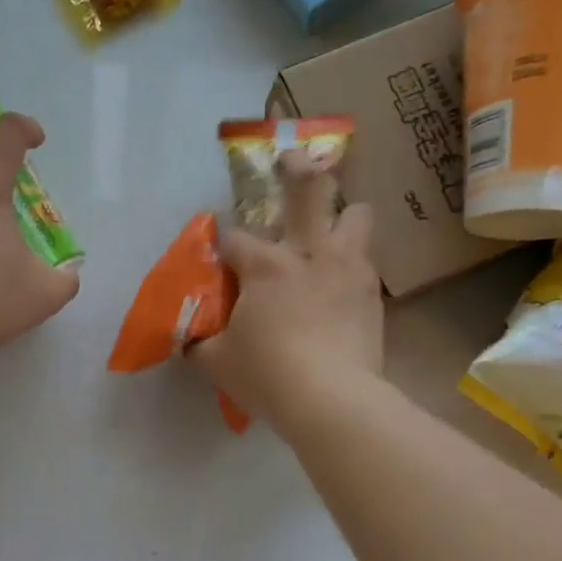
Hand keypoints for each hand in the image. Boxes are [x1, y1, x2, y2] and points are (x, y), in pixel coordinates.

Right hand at [194, 155, 382, 428]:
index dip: (222, 244)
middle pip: (310, 189)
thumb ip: (201, 342)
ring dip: (342, 215)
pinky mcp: (373, 293)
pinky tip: (342, 283)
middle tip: (291, 160)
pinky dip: (353, 263)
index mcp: (265, 265)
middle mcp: (309, 252)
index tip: (218, 253)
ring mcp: (347, 268)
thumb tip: (188, 339)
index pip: (234, 239)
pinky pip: (367, 260)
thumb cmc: (267, 375)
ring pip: (357, 213)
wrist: (332, 400)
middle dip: (298, 169)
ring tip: (332, 229)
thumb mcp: (217, 362)